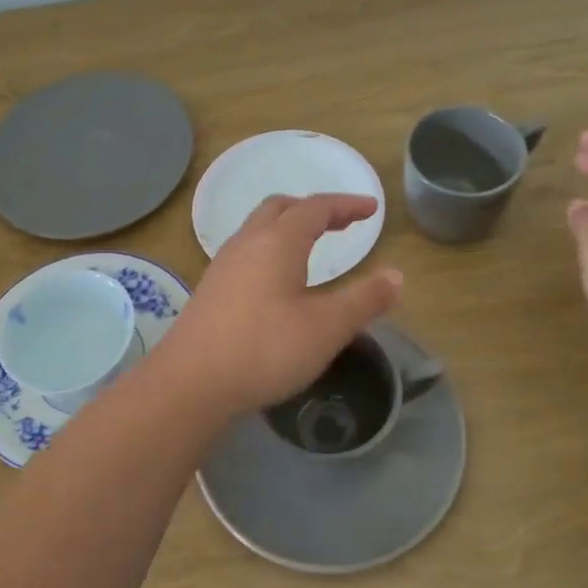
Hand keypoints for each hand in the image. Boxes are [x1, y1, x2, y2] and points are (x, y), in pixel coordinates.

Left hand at [156, 194, 402, 419]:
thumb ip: (364, 300)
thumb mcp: (327, 328)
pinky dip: (270, 250)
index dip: (346, 205)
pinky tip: (276, 282)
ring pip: (257, 229)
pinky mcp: (210, 290)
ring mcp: (223, 266)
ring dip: (287, 228)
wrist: (191, 382)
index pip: (316, 208)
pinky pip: (245, 253)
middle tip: (340, 222)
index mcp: (278, 242)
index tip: (371, 210)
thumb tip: (397, 275)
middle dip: (313, 209)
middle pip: (280, 208)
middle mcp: (247, 244)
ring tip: (310, 247)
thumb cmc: (265, 349)